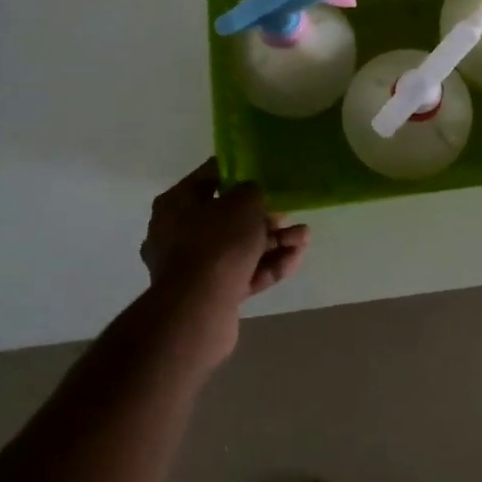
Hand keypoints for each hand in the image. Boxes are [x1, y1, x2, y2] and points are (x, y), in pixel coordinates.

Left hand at [141, 160, 309, 363]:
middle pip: (228, 217)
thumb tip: (252, 198)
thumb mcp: (244, 201)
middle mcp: (177, 233)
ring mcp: (192, 267)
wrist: (199, 309)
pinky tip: (295, 259)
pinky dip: (267, 266)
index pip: (209, 177)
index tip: (263, 173)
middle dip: (264, 217)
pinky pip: (241, 273)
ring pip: (239, 247)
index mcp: (176, 203)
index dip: (238, 172)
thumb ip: (253, 191)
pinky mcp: (208, 295)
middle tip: (290, 214)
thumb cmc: (218, 242)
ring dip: (273, 242)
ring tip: (304, 238)